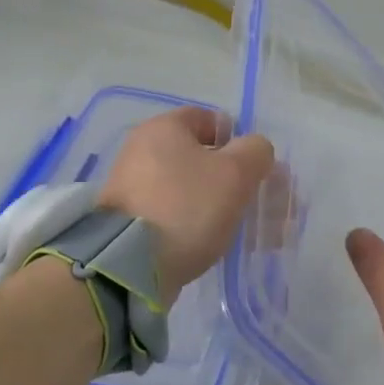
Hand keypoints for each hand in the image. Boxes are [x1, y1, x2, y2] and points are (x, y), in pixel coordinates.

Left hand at [100, 107, 274, 289]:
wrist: (129, 265)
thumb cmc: (187, 206)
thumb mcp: (236, 173)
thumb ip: (256, 151)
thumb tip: (255, 150)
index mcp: (163, 127)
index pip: (208, 119)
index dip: (236, 138)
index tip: (252, 166)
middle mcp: (140, 149)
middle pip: (198, 155)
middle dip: (229, 176)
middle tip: (250, 198)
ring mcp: (130, 186)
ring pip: (187, 187)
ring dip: (214, 201)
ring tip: (236, 226)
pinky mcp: (127, 220)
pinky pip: (171, 212)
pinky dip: (193, 222)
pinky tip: (211, 241)